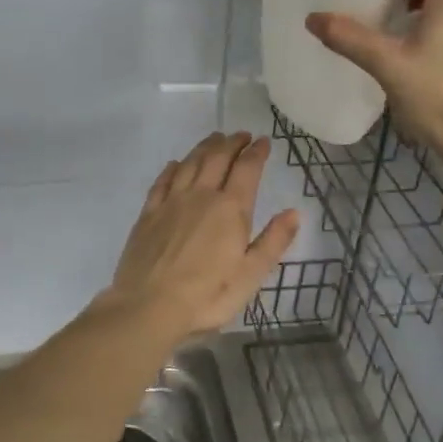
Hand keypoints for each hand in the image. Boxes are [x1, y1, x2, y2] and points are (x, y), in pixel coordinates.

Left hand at [102, 132, 300, 337]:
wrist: (148, 306)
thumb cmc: (207, 296)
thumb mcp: (251, 275)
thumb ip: (273, 241)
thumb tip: (294, 212)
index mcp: (230, 209)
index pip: (247, 169)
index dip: (256, 152)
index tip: (263, 141)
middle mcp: (201, 196)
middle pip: (217, 158)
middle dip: (232, 143)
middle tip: (241, 135)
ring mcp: (171, 202)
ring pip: (190, 163)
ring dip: (204, 147)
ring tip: (214, 139)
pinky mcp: (148, 214)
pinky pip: (162, 181)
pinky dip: (173, 168)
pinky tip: (175, 164)